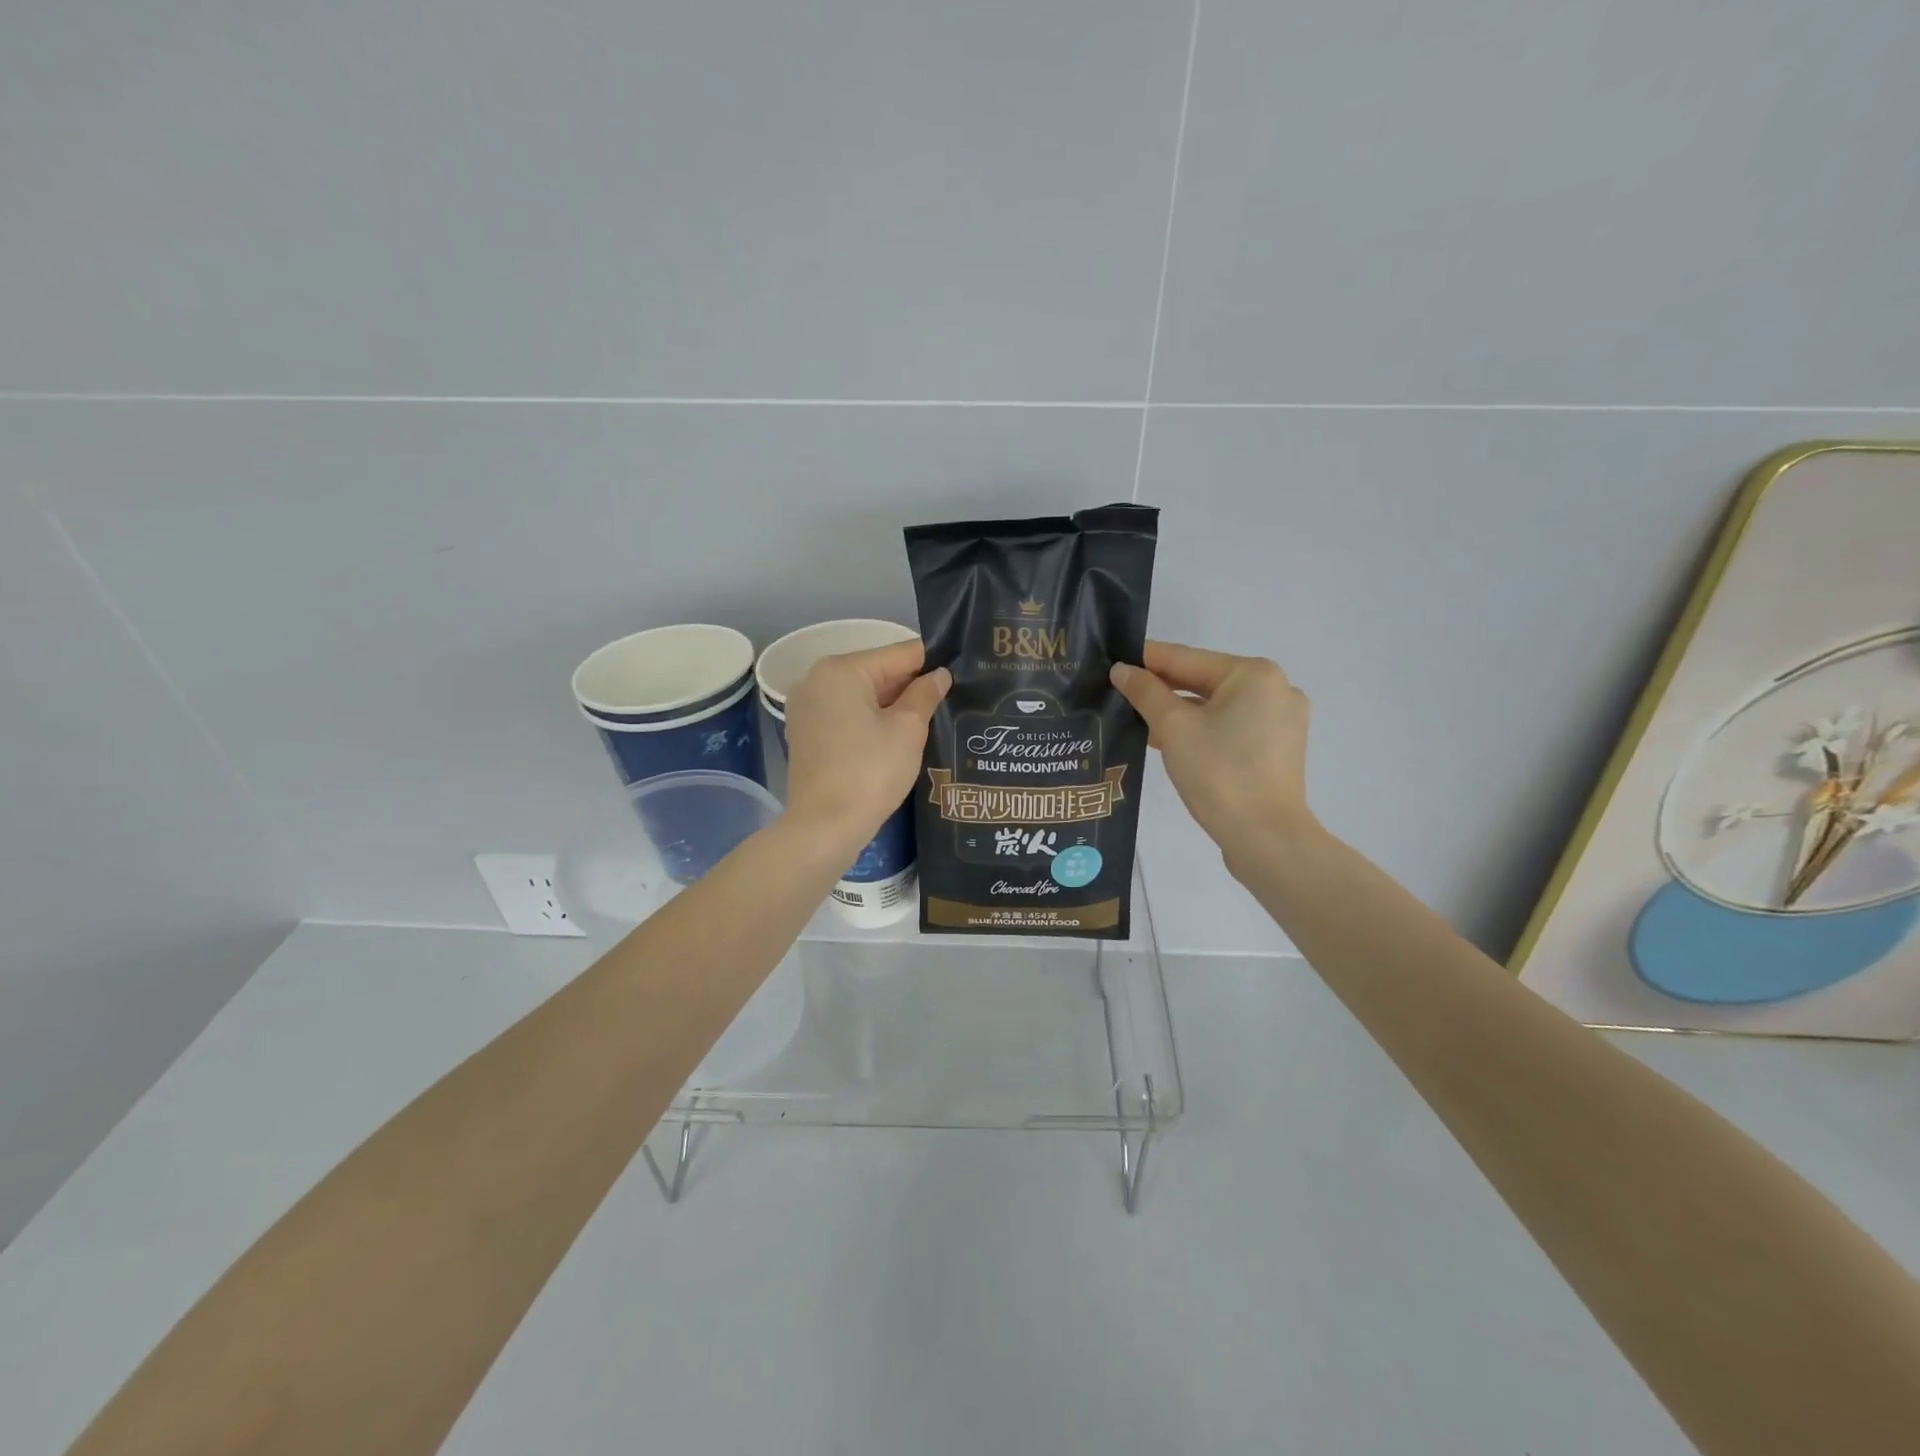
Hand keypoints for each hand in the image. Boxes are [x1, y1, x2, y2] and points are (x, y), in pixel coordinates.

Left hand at [783, 639, 949, 851]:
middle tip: (951, 699)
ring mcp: (807, 708)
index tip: (961, 673)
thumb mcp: (908, 730)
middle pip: (878, 672)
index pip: (899, 654)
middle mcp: (817, 680)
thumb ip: (925, 695)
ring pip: (862, 696)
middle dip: (912, 686)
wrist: (824, 826)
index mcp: (842, 670)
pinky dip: (871, 721)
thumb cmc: (870, 772)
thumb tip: (939, 675)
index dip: (933, 663)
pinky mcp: (806, 734)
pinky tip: (897, 738)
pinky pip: (847, 716)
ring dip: (893, 705)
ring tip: (931, 718)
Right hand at [1110, 641, 1313, 861]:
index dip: (1145, 660)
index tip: (1112, 661)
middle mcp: (1274, 689)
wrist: (1265, 838)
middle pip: (1203, 680)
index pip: (1186, 658)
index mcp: (1254, 674)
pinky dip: (1201, 729)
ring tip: (1137, 719)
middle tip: (1119, 691)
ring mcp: (1280, 720)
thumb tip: (1122, 670)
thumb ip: (1145, 692)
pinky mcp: (1277, 749)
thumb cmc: (1219, 773)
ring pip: (1216, 705)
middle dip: (1161, 688)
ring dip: (1179, 711)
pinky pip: (1231, 726)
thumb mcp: (1173, 728)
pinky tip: (1169, 740)